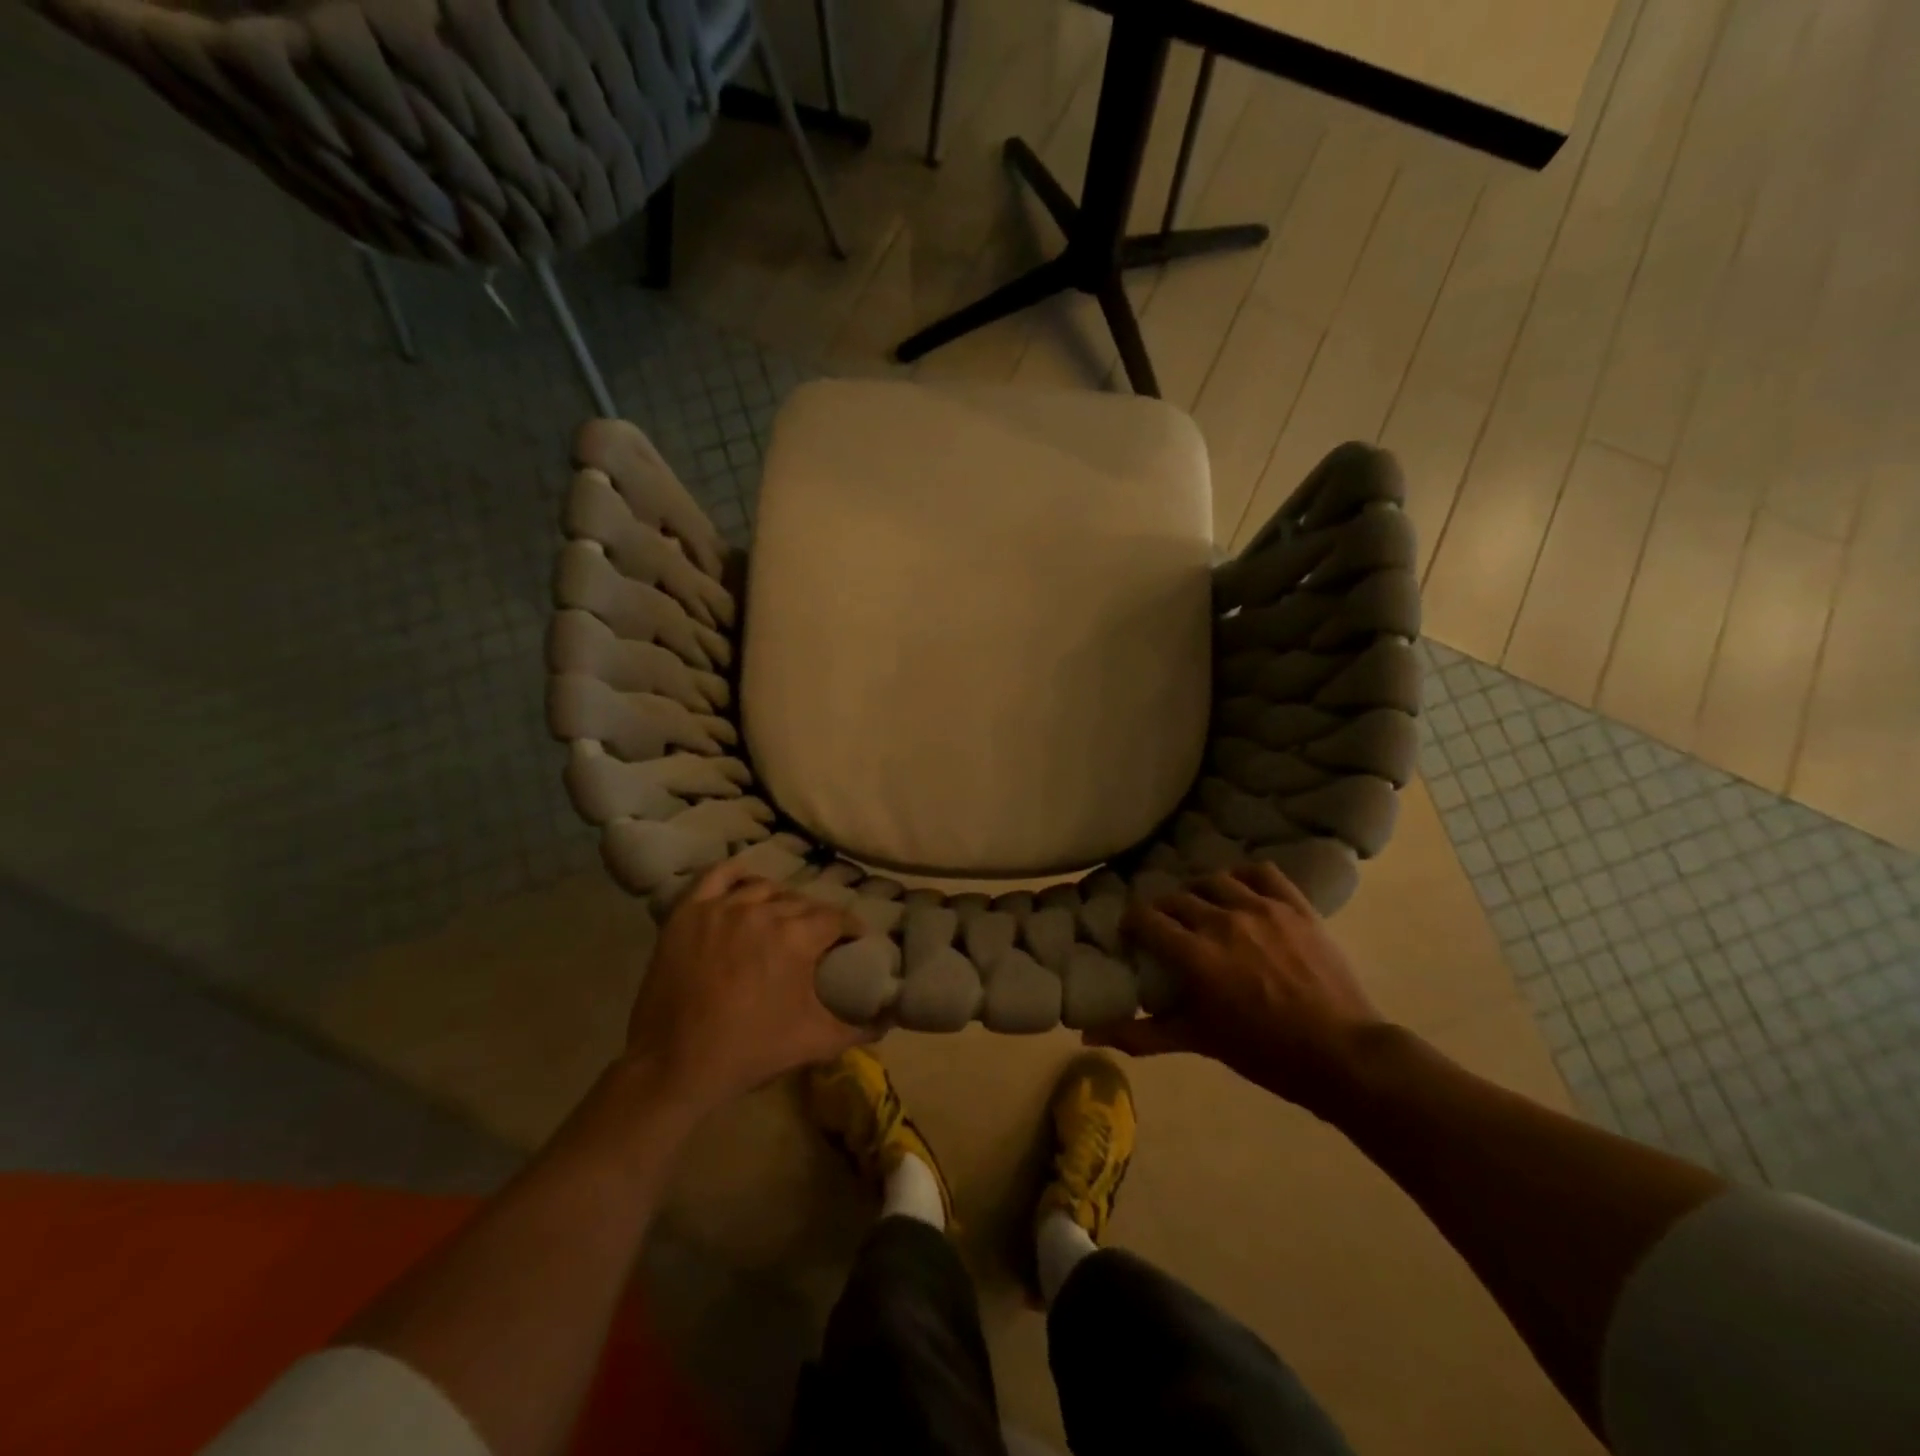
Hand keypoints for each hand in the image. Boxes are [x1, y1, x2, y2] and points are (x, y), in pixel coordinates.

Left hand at [623, 861, 873, 1117]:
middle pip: (802, 902)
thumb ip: (859, 1028)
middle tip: (818, 938)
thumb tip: (891, 1019)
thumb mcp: (813, 1042)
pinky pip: (718, 876)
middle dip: (816, 918)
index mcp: (796, 937)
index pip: (836, 918)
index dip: (850, 928)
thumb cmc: (749, 1052)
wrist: (674, 1065)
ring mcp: (722, 907)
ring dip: (780, 901)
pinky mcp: (689, 912)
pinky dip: (737, 875)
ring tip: (782, 918)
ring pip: (765, 887)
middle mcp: (763, 911)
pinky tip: (746, 886)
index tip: (854, 940)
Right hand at [1089, 863, 1386, 1116]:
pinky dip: (1245, 875)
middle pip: (1177, 898)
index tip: (1132, 934)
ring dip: (1200, 892)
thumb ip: (1141, 1034)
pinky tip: (1241, 889)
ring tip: (1202, 908)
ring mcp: (1263, 909)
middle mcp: (1223, 921)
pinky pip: (1262, 872)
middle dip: (1163, 911)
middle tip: (1166, 928)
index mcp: (1195, 954)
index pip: (1146, 919)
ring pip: (1215, 881)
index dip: (1132, 922)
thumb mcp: (1198, 1042)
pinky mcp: (1296, 906)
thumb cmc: (1264, 1052)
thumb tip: (1086, 1035)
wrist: (1342, 1055)